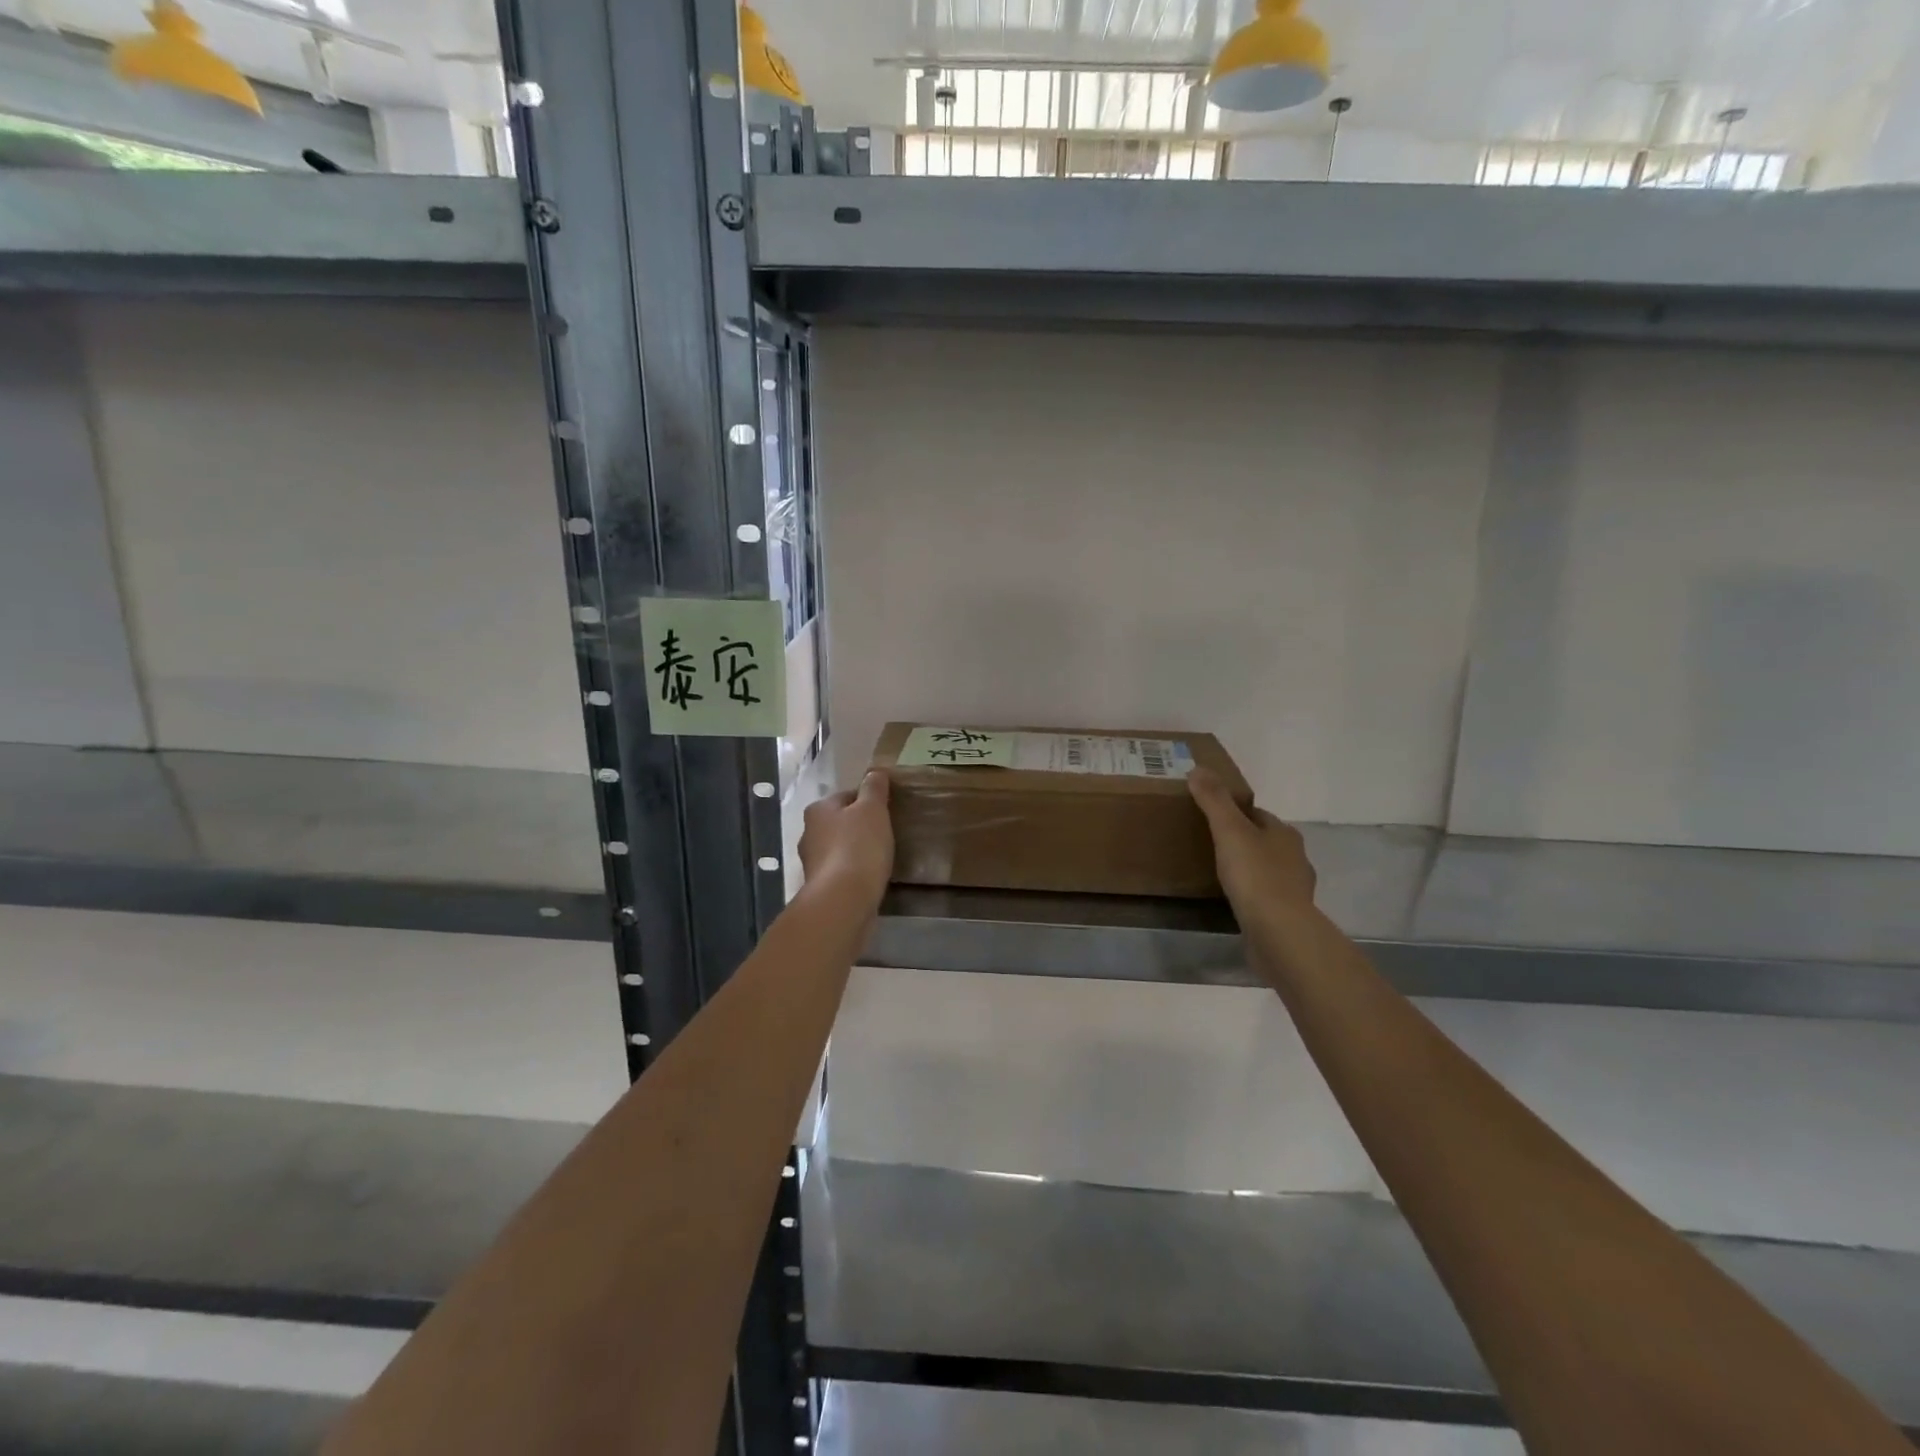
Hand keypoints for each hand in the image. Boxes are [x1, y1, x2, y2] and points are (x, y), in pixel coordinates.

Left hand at [799, 771, 893, 906]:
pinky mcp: (821, 887)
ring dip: (856, 850)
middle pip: (840, 822)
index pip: (846, 796)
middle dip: (860, 826)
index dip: (868, 800)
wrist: (844, 900)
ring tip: (881, 856)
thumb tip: (875, 771)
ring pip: (840, 848)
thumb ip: (874, 788)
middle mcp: (809, 833)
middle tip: (887, 832)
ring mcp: (813, 863)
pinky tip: (871, 877)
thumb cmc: (859, 846)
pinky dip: (854, 872)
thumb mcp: (872, 809)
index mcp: (818, 810)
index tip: (888, 809)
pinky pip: (842, 872)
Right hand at [1188, 768, 1315, 918]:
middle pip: (1265, 841)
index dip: (1236, 814)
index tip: (1212, 817)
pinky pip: (1267, 897)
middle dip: (1244, 841)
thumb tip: (1198, 768)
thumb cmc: (1255, 875)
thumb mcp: (1229, 830)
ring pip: (1268, 869)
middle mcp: (1296, 857)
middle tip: (1210, 844)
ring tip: (1220, 873)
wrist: (1278, 931)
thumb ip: (1214, 800)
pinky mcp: (1288, 915)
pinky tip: (1235, 900)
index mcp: (1284, 833)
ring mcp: (1294, 888)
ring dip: (1250, 869)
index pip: (1259, 815)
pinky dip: (1253, 895)